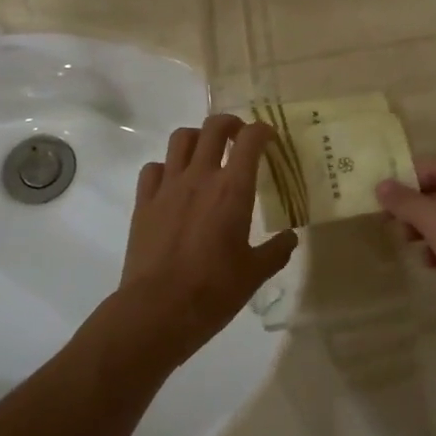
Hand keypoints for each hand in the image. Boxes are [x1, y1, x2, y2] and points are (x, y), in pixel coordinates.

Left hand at [113, 115, 297, 367]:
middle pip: (214, 127)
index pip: (251, 139)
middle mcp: (200, 177)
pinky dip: (166, 168)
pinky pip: (153, 168)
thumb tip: (291, 238)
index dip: (262, 131)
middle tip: (239, 138)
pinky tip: (174, 184)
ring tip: (206, 154)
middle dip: (230, 124)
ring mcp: (168, 186)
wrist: (157, 311)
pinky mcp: (144, 202)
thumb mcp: (255, 274)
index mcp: (233, 189)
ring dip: (198, 138)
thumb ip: (276, 251)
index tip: (269, 139)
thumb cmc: (213, 291)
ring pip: (181, 138)